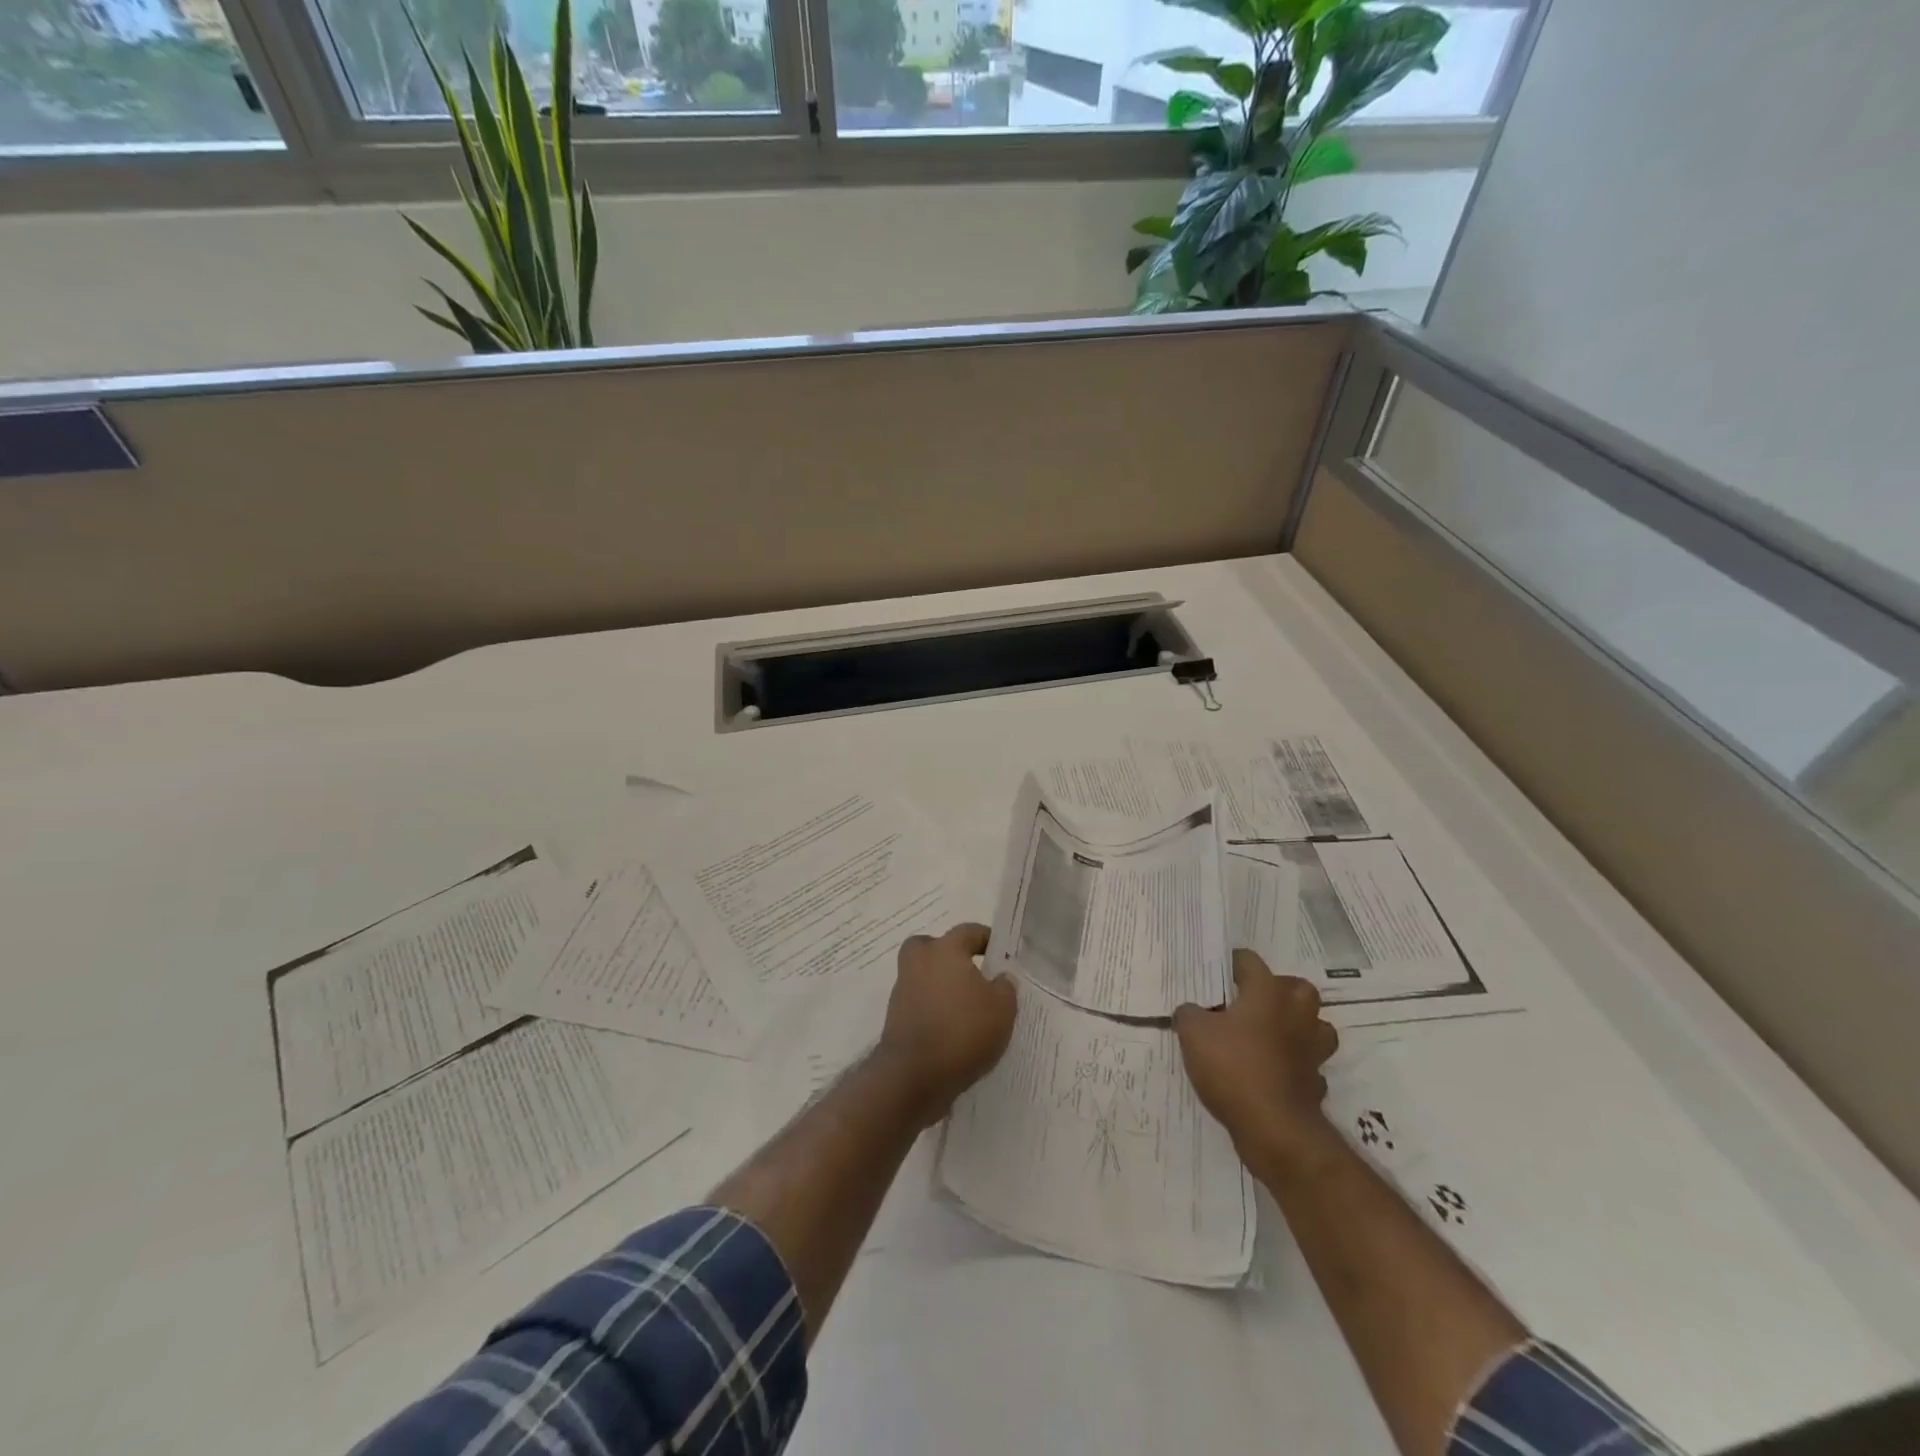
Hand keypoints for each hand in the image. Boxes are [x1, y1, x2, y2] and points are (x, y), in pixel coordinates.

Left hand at [876, 923, 1017, 1125]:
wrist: (914, 1075)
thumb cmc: (963, 1031)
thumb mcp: (1002, 1009)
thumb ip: (1005, 987)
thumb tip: (1001, 978)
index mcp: (945, 949)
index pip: (968, 931)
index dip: (986, 939)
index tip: (999, 952)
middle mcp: (920, 962)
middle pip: (933, 946)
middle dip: (950, 956)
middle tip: (971, 973)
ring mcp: (903, 989)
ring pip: (924, 975)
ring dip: (941, 985)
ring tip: (966, 1008)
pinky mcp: (895, 1017)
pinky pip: (919, 1002)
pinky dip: (933, 1009)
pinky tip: (952, 1029)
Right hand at [1175, 949, 1337, 1166]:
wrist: (1274, 1127)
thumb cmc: (1233, 1066)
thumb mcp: (1193, 1033)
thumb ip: (1189, 1014)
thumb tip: (1191, 1011)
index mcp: (1267, 992)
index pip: (1250, 961)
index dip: (1231, 963)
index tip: (1216, 974)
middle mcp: (1296, 1013)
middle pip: (1295, 987)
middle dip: (1276, 990)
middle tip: (1249, 1003)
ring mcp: (1312, 1048)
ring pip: (1313, 1025)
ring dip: (1296, 1026)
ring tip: (1268, 1035)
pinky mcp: (1317, 1081)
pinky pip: (1308, 1063)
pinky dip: (1295, 1065)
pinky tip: (1274, 1072)